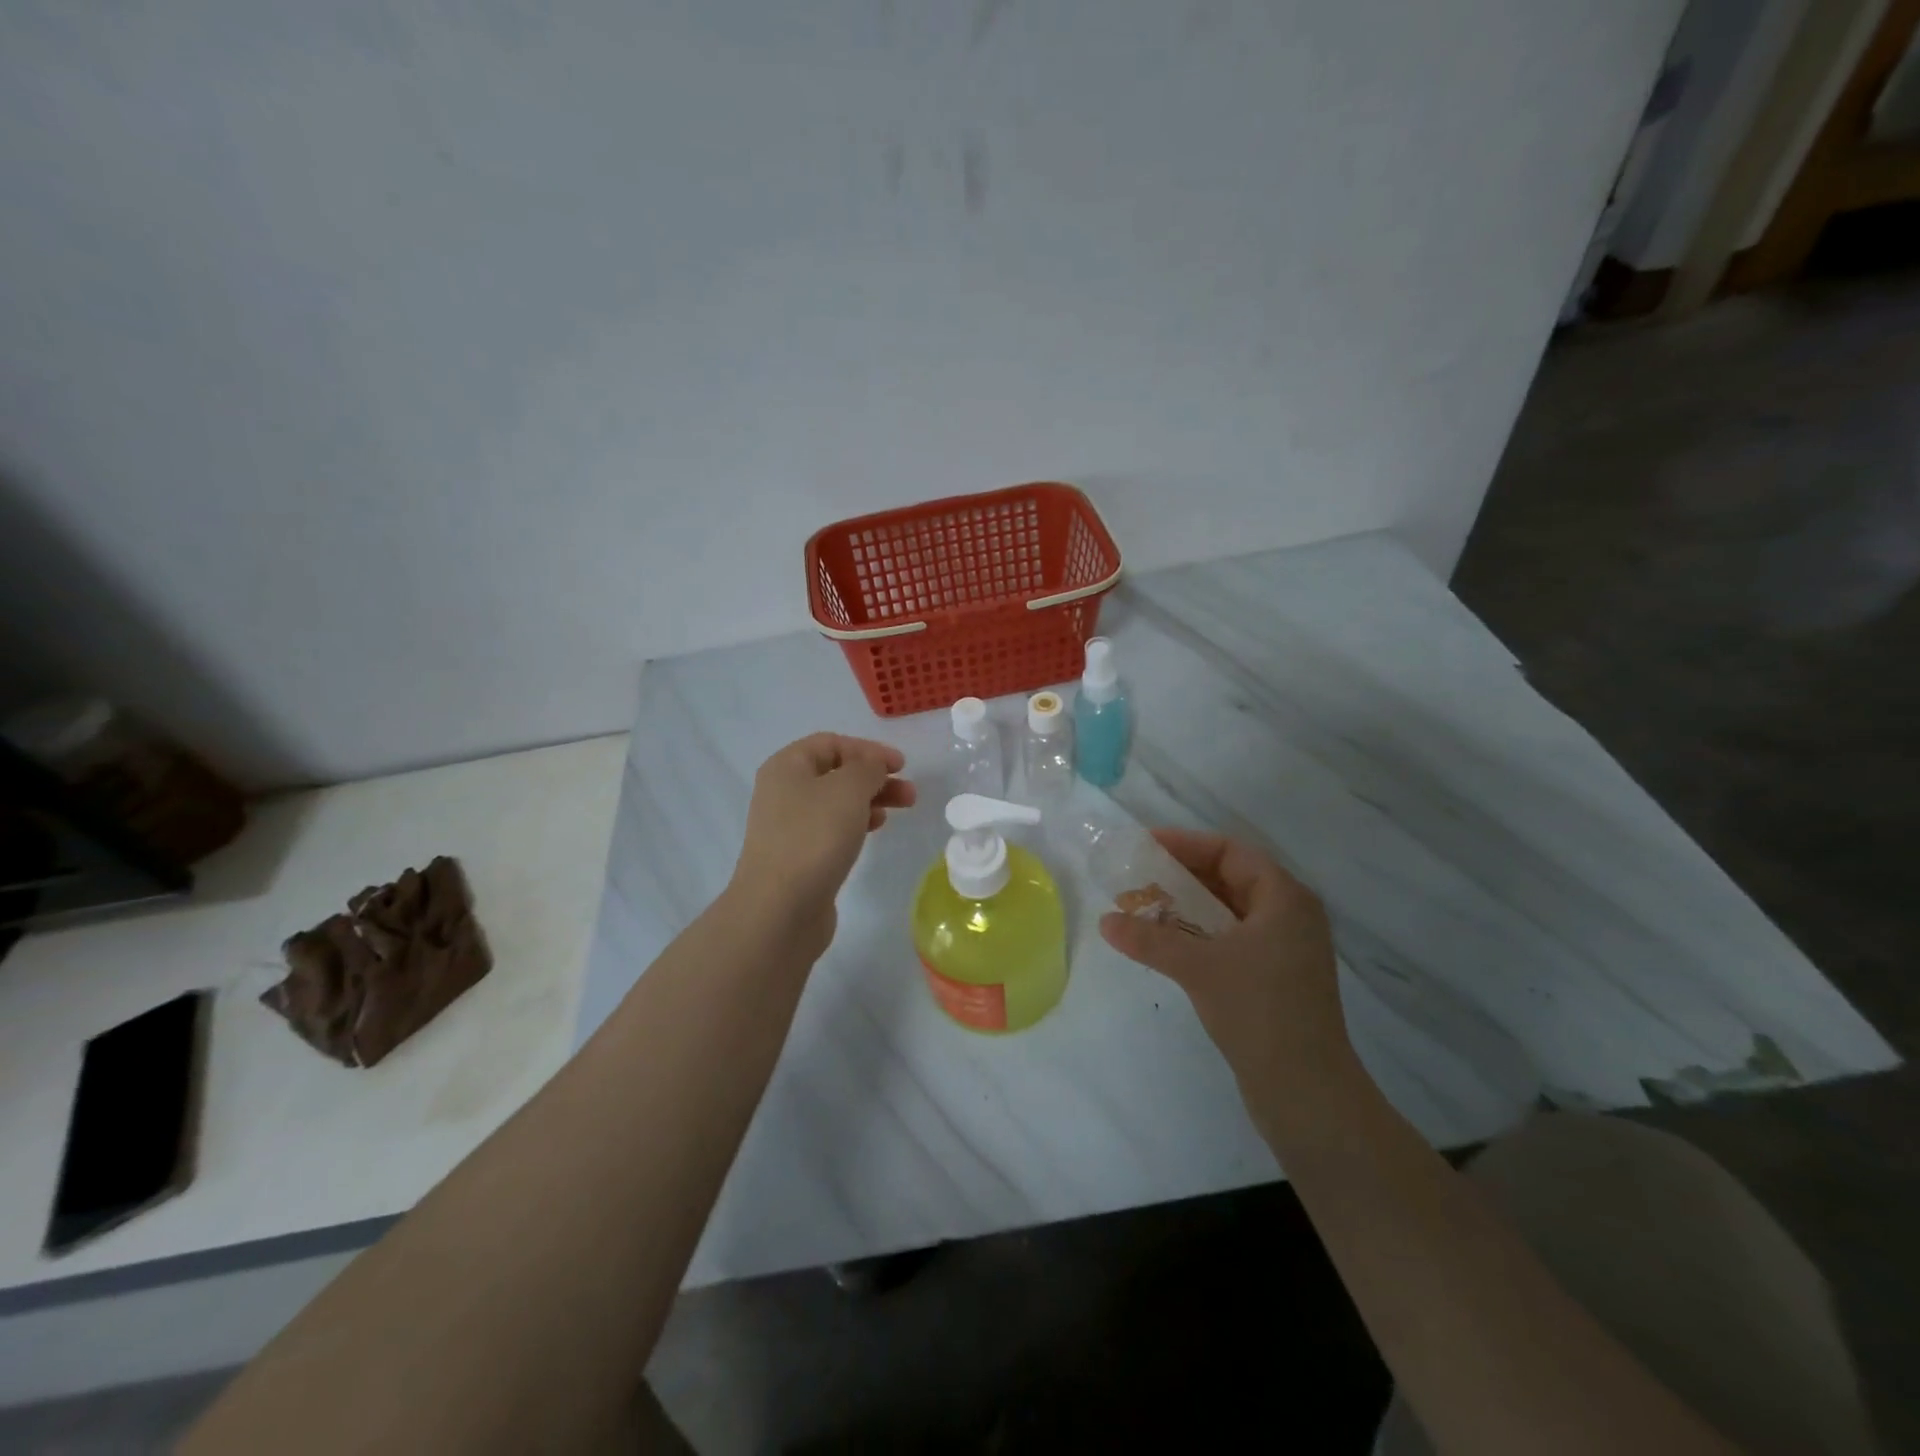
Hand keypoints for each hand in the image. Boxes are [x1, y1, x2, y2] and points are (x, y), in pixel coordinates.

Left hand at [728, 733, 915, 958]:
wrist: (780, 909)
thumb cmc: (814, 838)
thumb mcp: (848, 789)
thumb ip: (868, 768)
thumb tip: (873, 766)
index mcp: (787, 767)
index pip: (831, 743)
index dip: (868, 749)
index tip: (901, 765)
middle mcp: (783, 792)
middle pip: (835, 773)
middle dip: (875, 777)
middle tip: (909, 792)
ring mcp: (788, 826)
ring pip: (837, 802)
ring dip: (871, 800)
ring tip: (902, 809)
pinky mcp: (798, 856)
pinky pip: (831, 828)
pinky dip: (857, 823)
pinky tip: (875, 830)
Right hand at [1098, 830, 1355, 1113]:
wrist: (1307, 1093)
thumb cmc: (1259, 1012)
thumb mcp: (1198, 967)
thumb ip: (1150, 939)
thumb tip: (1105, 922)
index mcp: (1285, 898)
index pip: (1230, 852)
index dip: (1186, 844)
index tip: (1145, 845)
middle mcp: (1289, 915)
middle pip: (1229, 878)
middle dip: (1181, 876)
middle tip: (1138, 876)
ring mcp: (1284, 948)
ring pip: (1228, 911)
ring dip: (1186, 906)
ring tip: (1143, 908)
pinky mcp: (1274, 977)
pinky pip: (1231, 938)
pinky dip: (1198, 933)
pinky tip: (1167, 943)